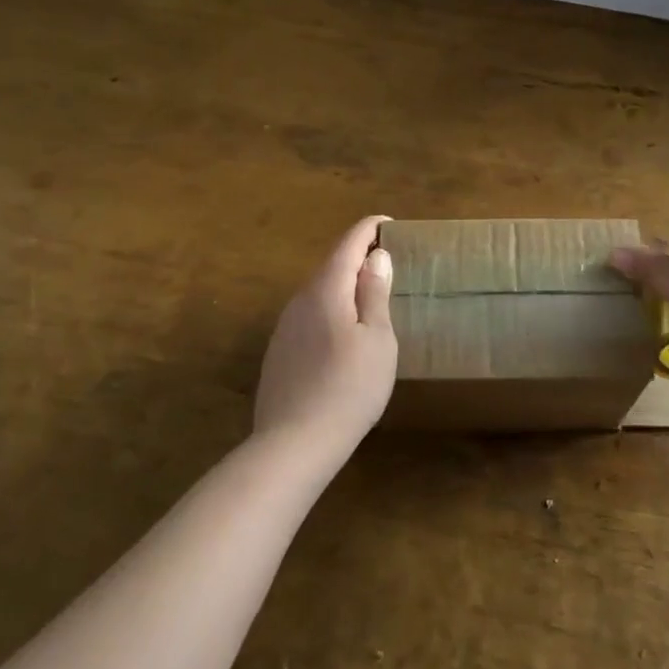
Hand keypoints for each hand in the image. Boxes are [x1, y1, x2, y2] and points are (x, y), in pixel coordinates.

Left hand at [254, 215, 398, 457]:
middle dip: (358, 256)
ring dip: (344, 285)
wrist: (293, 445)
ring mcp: (285, 327)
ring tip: (369, 295)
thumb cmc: (348, 388)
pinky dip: (331, 309)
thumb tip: (376, 257)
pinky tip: (343, 333)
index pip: (348, 243)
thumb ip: (375, 293)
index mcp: (327, 289)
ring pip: (319, 292)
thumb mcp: (377, 339)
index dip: (369, 229)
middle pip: (331, 265)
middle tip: (386, 260)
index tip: (389, 223)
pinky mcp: (279, 352)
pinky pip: (310, 315)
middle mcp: (300, 299)